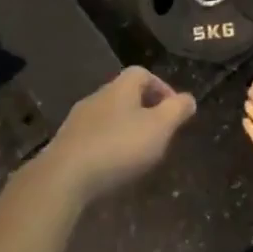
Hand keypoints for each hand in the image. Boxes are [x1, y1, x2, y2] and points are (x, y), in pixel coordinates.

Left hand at [39, 67, 196, 205]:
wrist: (63, 177)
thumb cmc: (118, 147)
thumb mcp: (159, 127)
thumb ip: (177, 110)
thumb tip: (189, 98)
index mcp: (120, 88)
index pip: (142, 73)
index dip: (162, 87)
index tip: (173, 111)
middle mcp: (97, 97)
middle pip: (125, 95)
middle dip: (144, 111)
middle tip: (159, 134)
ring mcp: (77, 121)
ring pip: (108, 117)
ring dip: (125, 130)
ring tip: (138, 154)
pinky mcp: (65, 145)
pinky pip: (93, 138)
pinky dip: (107, 146)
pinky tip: (113, 167)